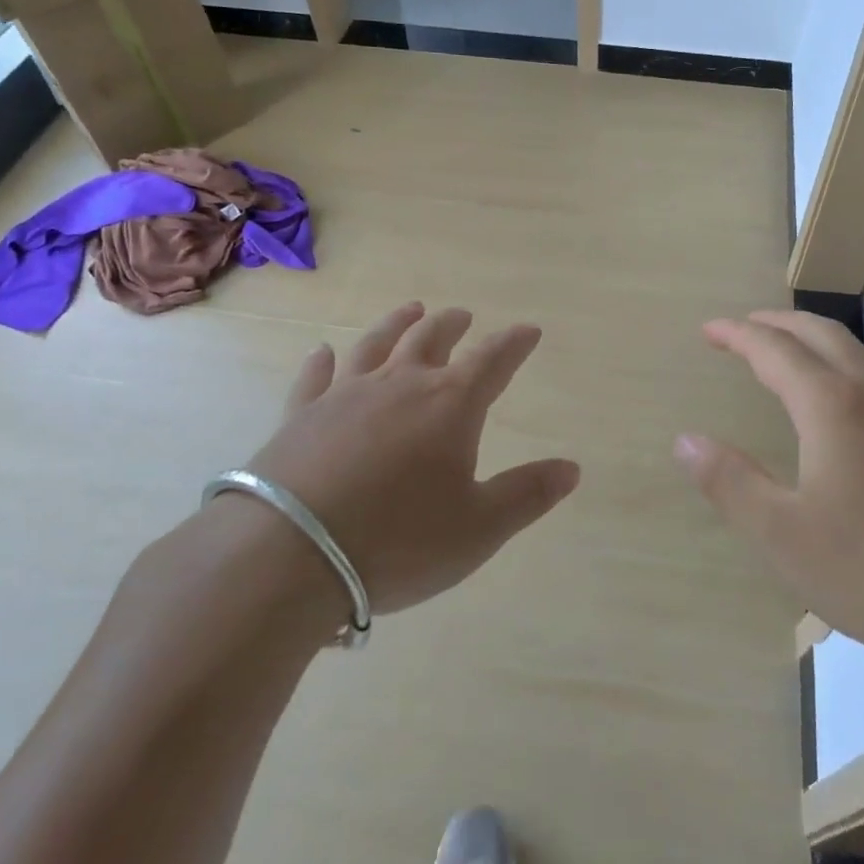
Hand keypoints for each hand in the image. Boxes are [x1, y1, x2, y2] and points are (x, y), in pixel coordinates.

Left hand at [241, 302, 580, 616]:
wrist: (291, 553)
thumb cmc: (399, 541)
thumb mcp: (479, 528)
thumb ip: (527, 494)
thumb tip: (571, 467)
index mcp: (450, 405)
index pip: (493, 360)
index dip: (515, 343)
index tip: (529, 330)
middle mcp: (400, 385)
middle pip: (432, 338)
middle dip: (453, 324)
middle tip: (463, 316)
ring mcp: (345, 395)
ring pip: (377, 344)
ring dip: (398, 323)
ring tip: (412, 310)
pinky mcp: (301, 415)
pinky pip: (315, 377)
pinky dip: (322, 362)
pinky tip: (322, 352)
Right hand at [674, 310, 863, 692]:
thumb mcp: (779, 533)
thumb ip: (728, 481)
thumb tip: (685, 441)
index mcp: (834, 406)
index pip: (776, 351)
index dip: (738, 335)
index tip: (708, 330)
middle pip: (822, 335)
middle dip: (777, 323)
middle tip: (741, 326)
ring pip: (856, 353)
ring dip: (812, 339)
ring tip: (784, 349)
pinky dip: (840, 363)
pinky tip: (837, 399)